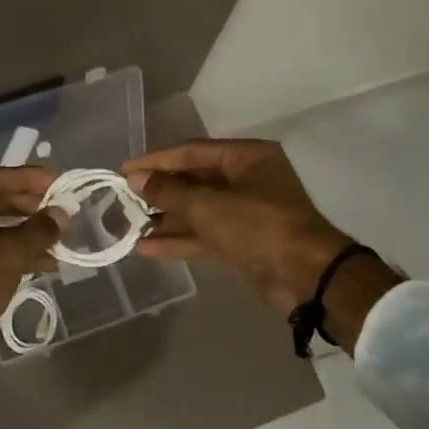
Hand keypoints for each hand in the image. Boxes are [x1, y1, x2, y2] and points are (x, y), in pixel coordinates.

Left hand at [0, 167, 64, 396]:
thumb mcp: (5, 257)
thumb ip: (36, 232)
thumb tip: (61, 215)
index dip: (28, 179)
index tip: (60, 181)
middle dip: (29, 207)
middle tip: (62, 210)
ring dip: (25, 234)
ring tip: (60, 239)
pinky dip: (14, 255)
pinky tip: (45, 264)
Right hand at [123, 139, 390, 323]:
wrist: (305, 276)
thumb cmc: (258, 226)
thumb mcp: (208, 205)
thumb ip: (169, 191)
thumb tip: (136, 179)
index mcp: (247, 157)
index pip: (192, 151)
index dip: (156, 161)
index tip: (124, 171)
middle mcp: (248, 179)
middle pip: (194, 180)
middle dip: (159, 191)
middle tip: (123, 199)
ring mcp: (247, 212)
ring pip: (198, 210)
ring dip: (165, 219)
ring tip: (128, 225)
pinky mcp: (244, 242)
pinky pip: (205, 234)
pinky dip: (179, 240)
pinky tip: (146, 248)